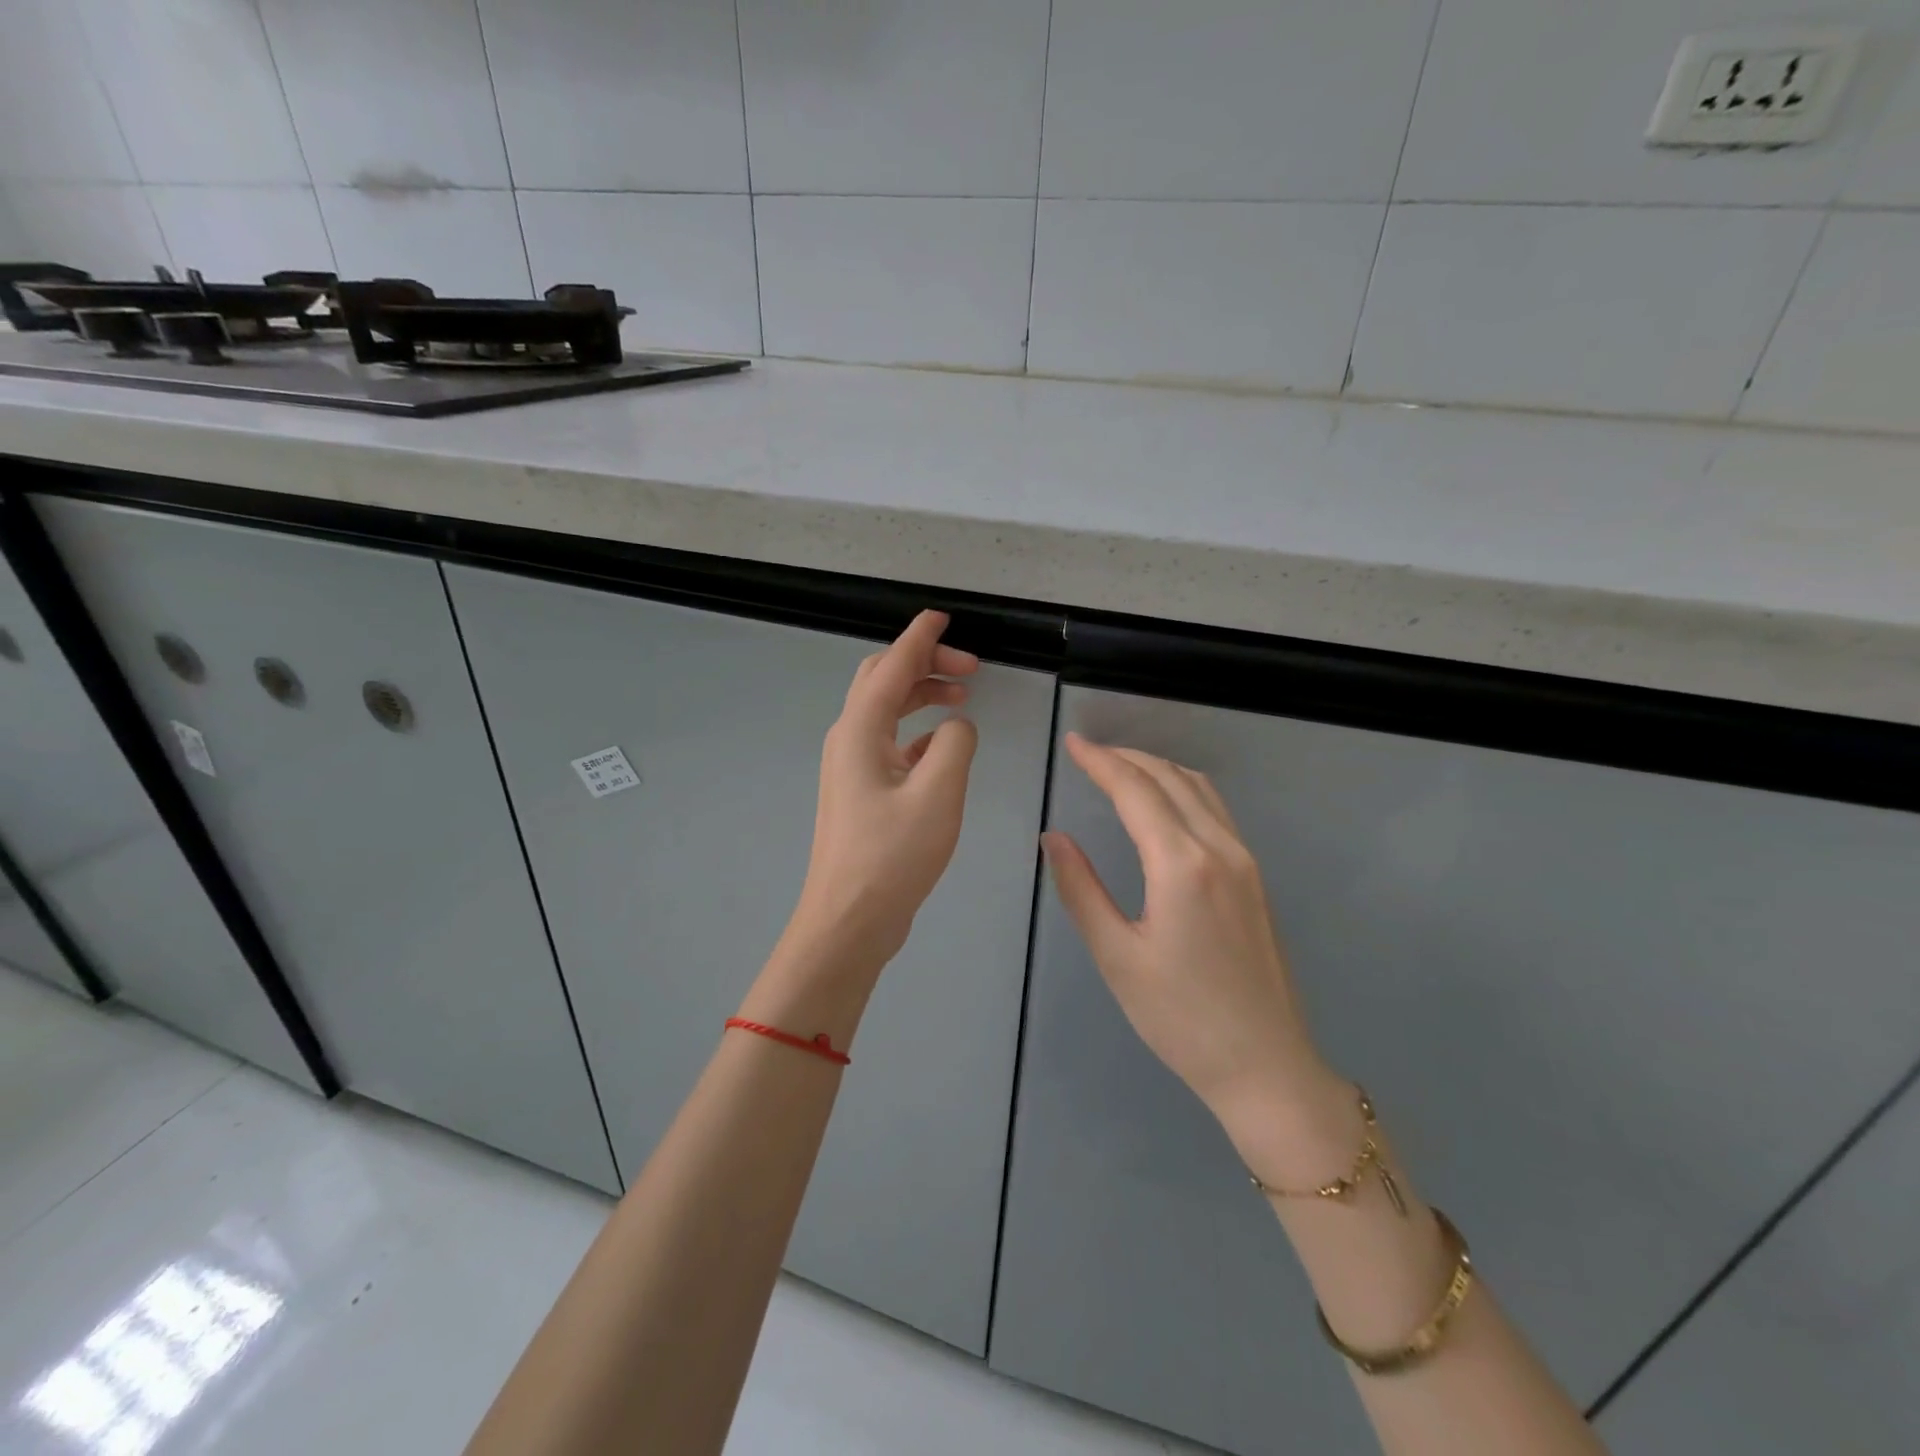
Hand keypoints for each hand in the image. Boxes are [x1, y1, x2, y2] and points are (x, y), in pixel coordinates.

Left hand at [782, 610, 979, 982]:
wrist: (848, 920)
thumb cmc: (891, 856)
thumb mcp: (938, 794)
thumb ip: (954, 744)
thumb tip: (956, 725)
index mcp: (860, 731)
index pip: (891, 666)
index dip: (918, 637)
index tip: (942, 615)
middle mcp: (849, 740)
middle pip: (883, 681)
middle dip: (924, 663)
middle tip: (970, 667)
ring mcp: (851, 767)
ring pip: (886, 711)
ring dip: (922, 694)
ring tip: (963, 695)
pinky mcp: (861, 792)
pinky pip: (890, 743)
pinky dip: (917, 730)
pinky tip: (943, 743)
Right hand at [1043, 734, 1353, 1176]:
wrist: (1265, 1065)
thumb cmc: (1181, 1018)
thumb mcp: (1117, 956)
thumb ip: (1082, 889)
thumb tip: (1055, 838)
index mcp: (1182, 865)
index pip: (1136, 791)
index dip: (1101, 762)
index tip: (1072, 743)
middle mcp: (1220, 849)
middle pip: (1170, 778)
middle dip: (1126, 757)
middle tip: (1088, 752)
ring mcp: (1244, 860)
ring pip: (1199, 788)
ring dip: (1157, 768)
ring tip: (1119, 768)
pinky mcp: (1255, 877)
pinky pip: (1216, 810)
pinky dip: (1182, 788)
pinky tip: (1163, 802)